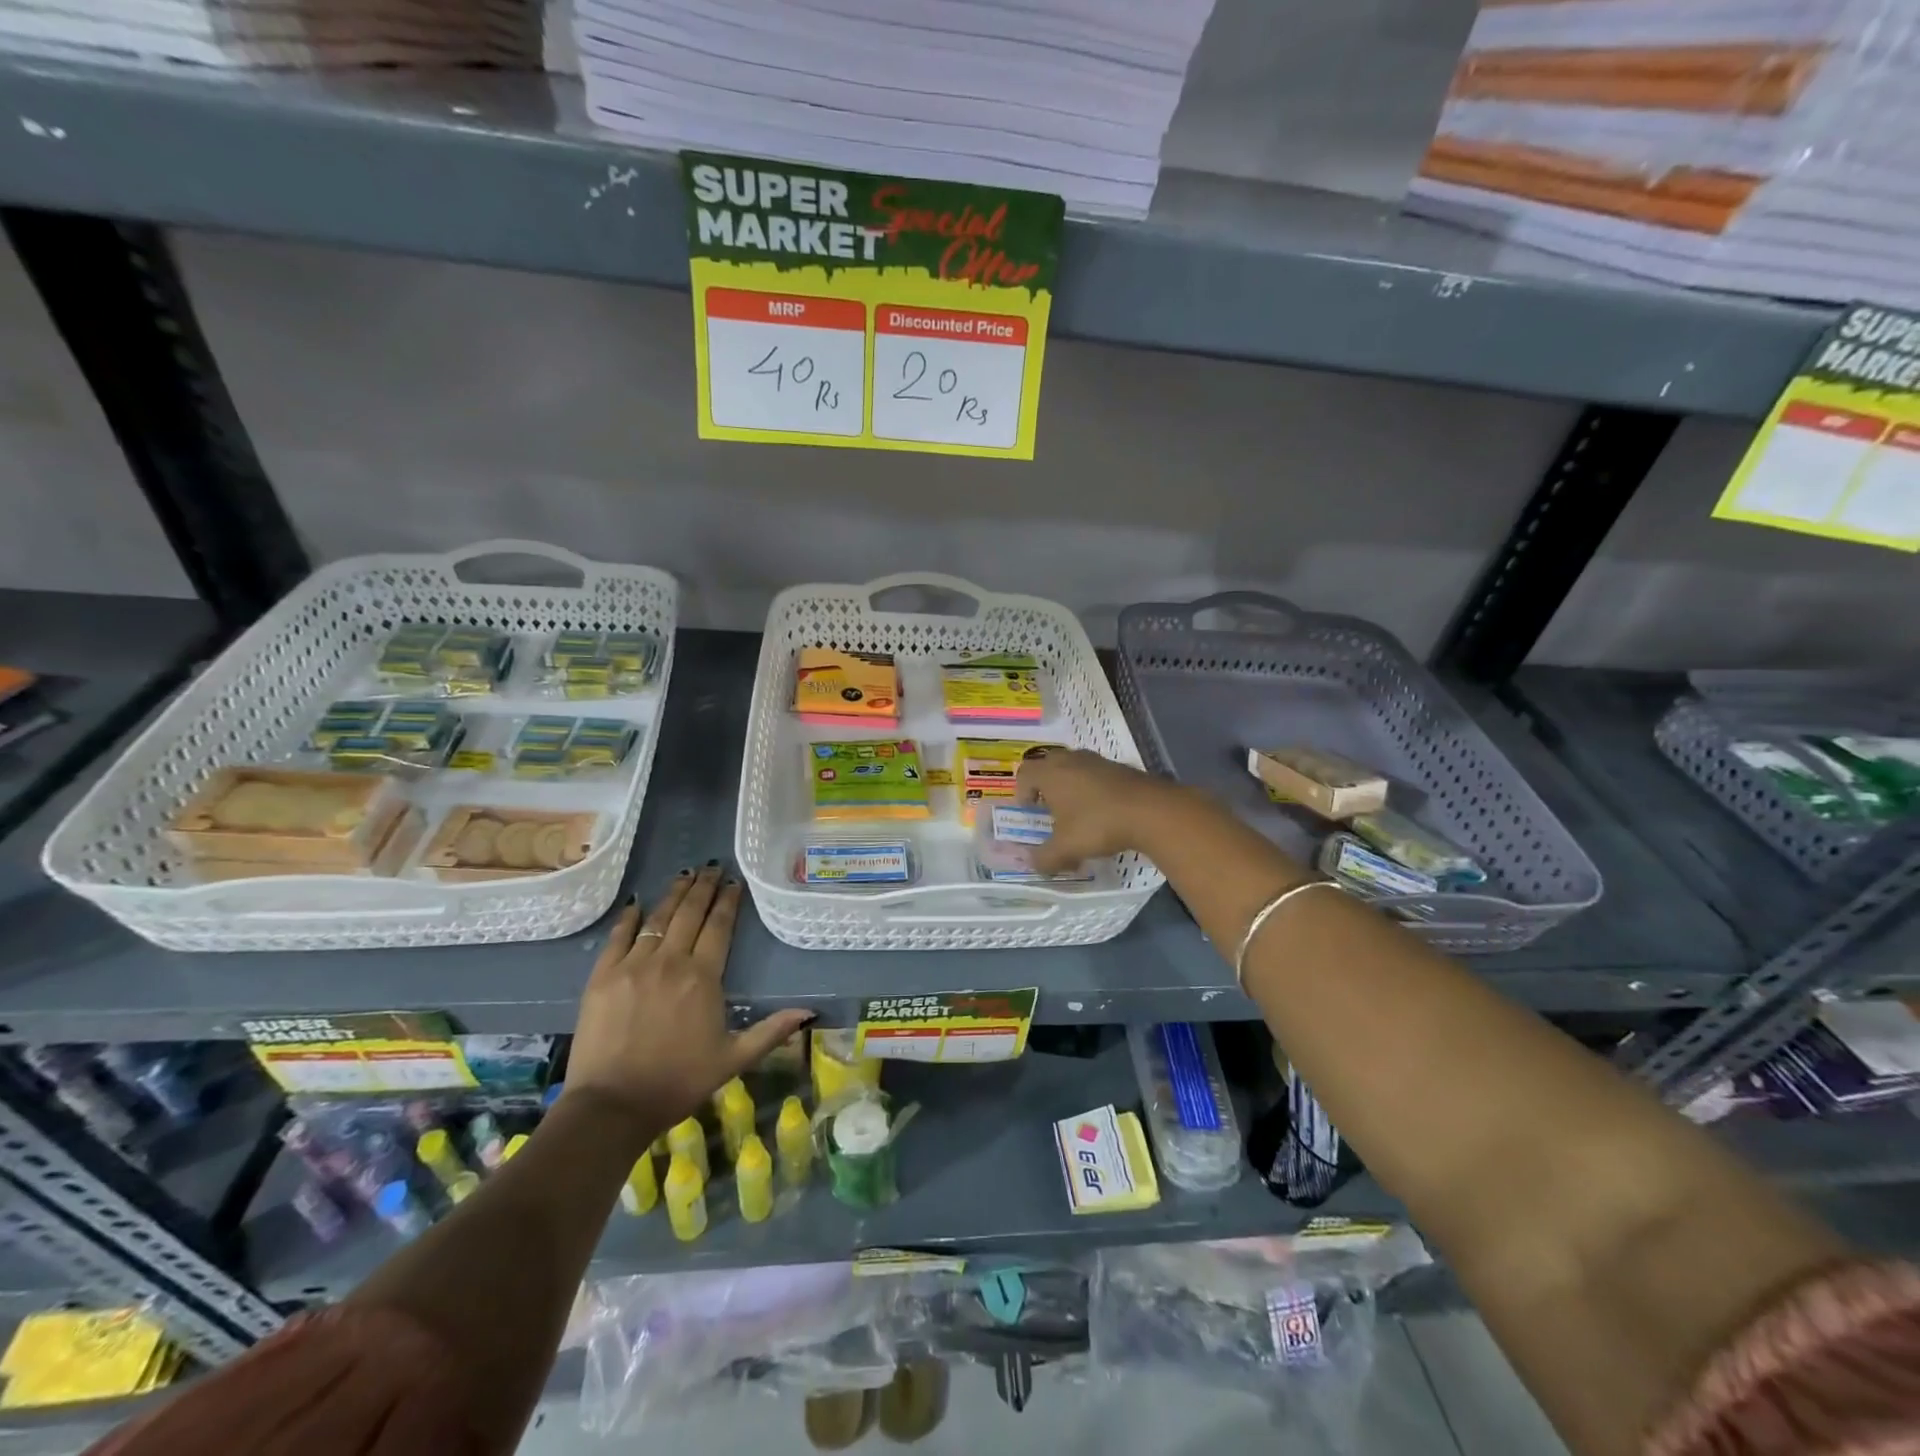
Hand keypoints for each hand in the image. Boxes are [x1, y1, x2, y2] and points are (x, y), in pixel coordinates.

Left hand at [565, 865, 810, 1142]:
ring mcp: (633, 966)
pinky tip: (637, 903)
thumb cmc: (678, 1082)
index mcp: (703, 977)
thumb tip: (809, 1012)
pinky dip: (629, 918)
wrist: (612, 1106)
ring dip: (673, 894)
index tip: (734, 883)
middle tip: (711, 867)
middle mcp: (670, 961)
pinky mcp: (603, 977)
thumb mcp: (733, 1059)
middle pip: (689, 914)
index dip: (728, 901)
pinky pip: (618, 937)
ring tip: (684, 875)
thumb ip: (771, 1031)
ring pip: (657, 918)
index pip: (719, 927)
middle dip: (703, 887)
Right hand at [1015, 747, 1186, 873]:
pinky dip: (1091, 788)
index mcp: (1051, 773)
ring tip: (1076, 811)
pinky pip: (1095, 773)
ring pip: (1073, 767)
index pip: (1024, 773)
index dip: (1021, 792)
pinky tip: (1102, 811)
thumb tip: (1033, 864)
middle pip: (1048, 764)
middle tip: (1048, 808)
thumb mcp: (1066, 848)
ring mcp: (1097, 760)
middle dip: (1044, 785)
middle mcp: (1071, 760)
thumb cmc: (1098, 824)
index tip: (1029, 811)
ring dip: (1069, 785)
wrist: (1150, 810)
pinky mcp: (1119, 767)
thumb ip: (1045, 858)